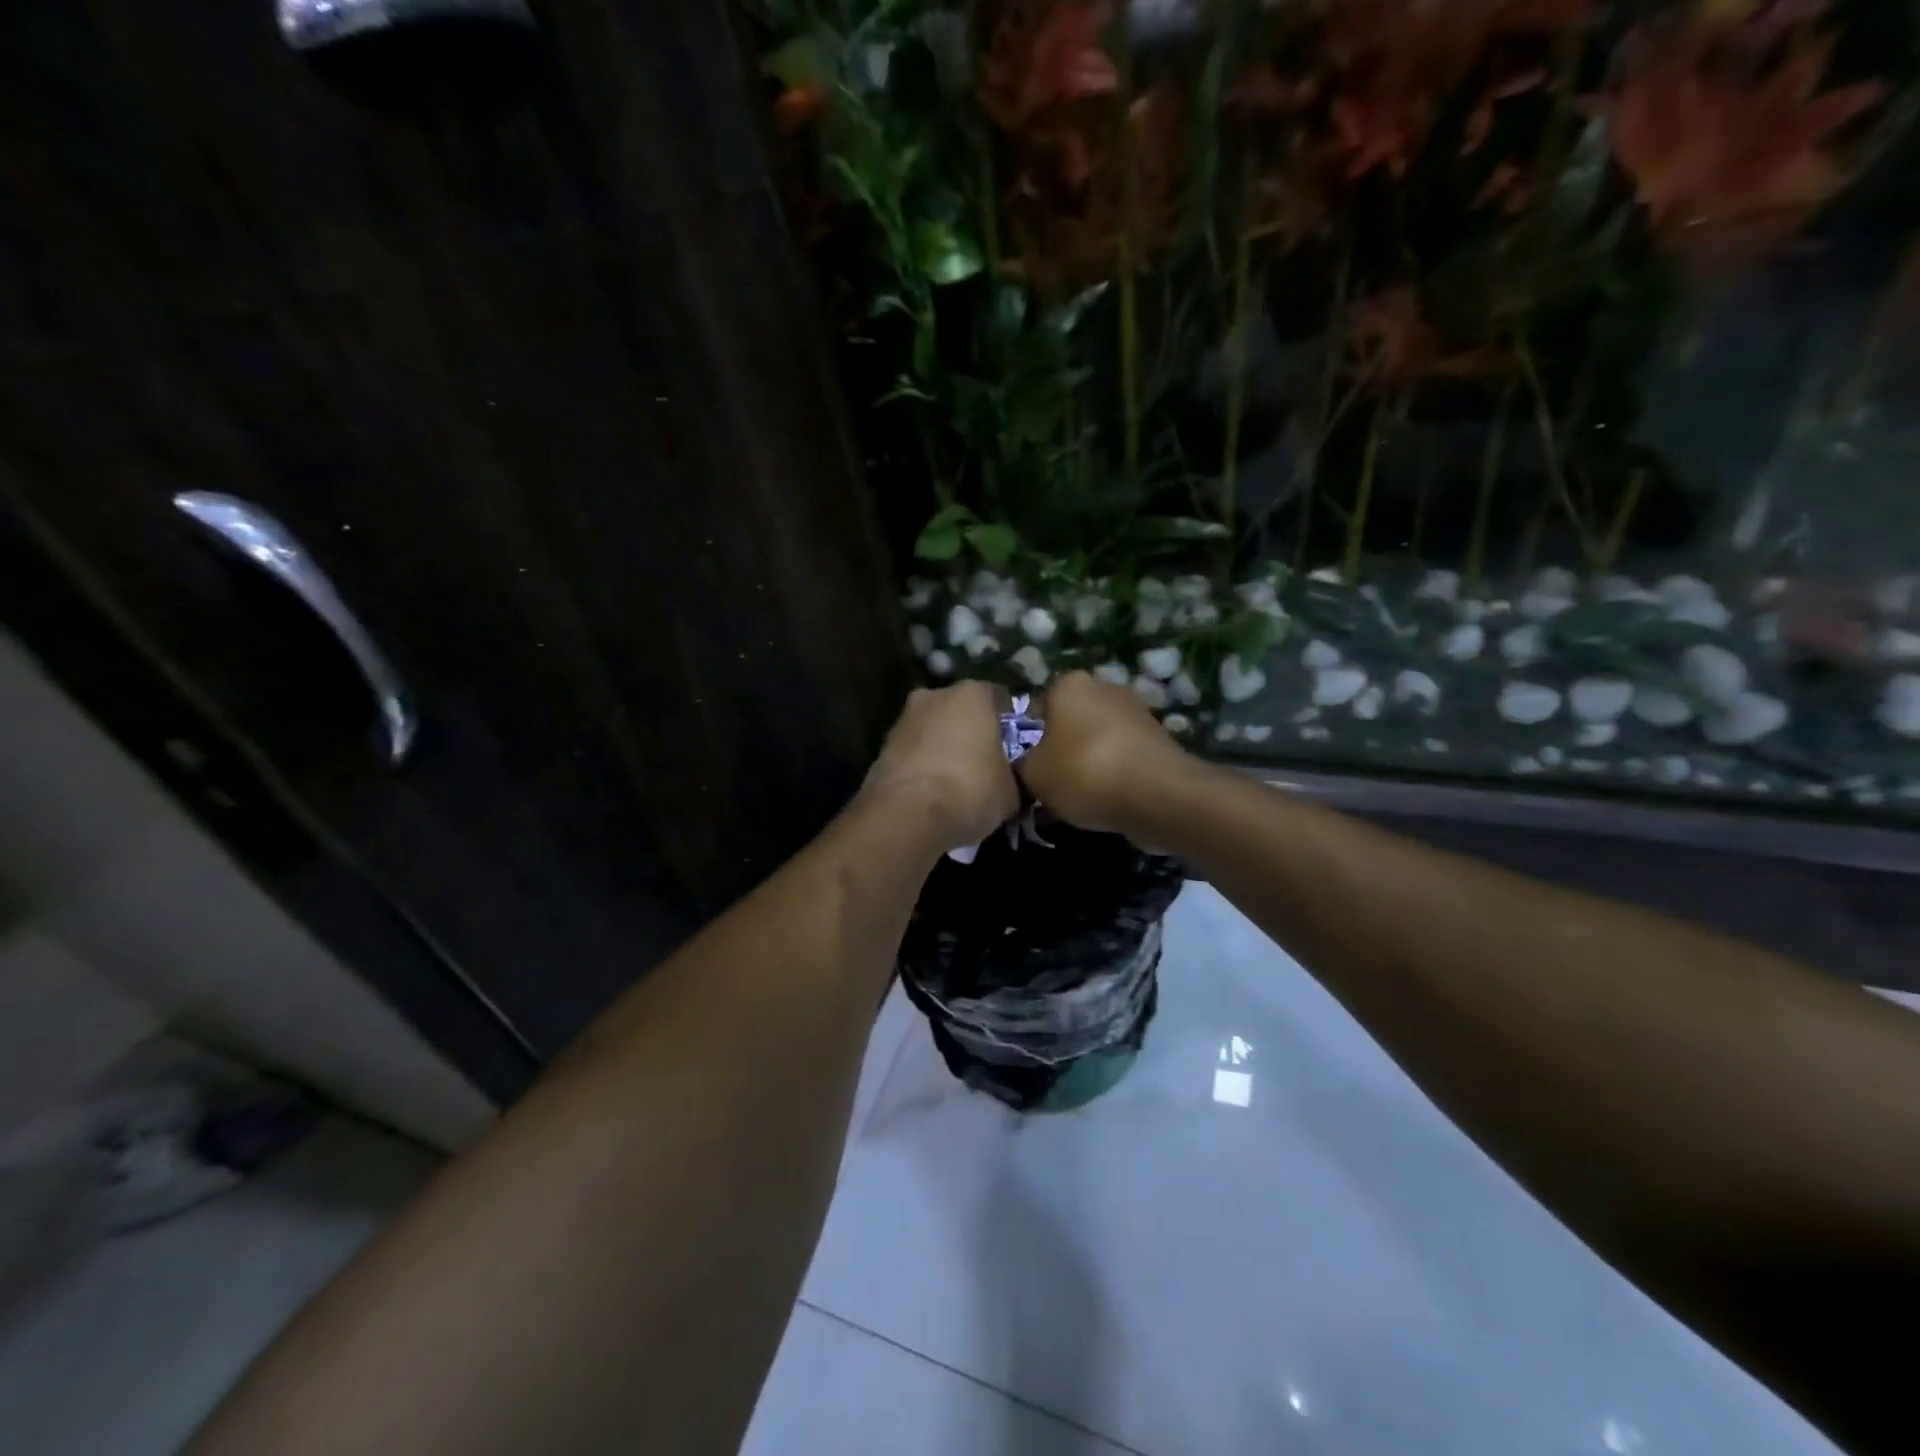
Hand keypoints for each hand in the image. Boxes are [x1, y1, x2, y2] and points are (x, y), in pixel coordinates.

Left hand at [863, 681, 1019, 851]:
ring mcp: (905, 718)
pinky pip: (914, 752)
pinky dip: (923, 766)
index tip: (1015, 752)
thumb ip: (1013, 774)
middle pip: (963, 712)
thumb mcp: (1012, 790)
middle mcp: (936, 695)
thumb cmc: (970, 791)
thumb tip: (1010, 780)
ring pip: (935, 730)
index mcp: (974, 694)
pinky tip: (932, 792)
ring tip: (956, 784)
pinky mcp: (882, 745)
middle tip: (985, 767)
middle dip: (973, 734)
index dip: (1011, 728)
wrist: (906, 816)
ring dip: (945, 749)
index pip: (1002, 701)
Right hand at [1017, 671, 1193, 835]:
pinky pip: (1120, 758)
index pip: (1033, 710)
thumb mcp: (1032, 774)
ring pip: (1095, 742)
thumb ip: (1020, 765)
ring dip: (1085, 767)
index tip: (1025, 772)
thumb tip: (1027, 766)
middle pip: (1067, 724)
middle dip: (1058, 754)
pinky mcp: (1157, 740)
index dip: (1025, 743)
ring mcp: (1135, 712)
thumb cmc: (1085, 773)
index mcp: (1068, 684)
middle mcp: (1103, 688)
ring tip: (1076, 802)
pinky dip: (1111, 776)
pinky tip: (1104, 803)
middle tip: (1048, 789)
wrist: (1159, 795)